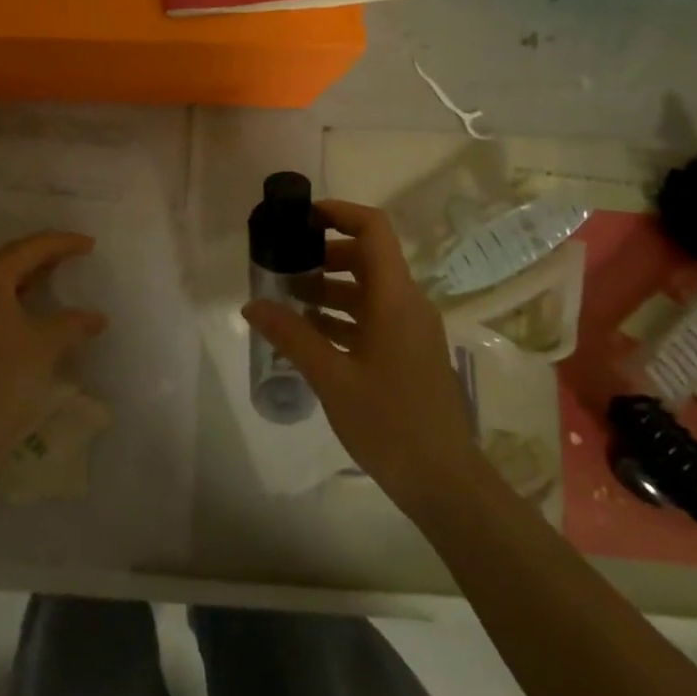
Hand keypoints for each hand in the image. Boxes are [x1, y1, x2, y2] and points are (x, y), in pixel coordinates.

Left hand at [0, 232, 107, 471]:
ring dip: (28, 272)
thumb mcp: (47, 344)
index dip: (63, 243)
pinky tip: (34, 301)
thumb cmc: (6, 377)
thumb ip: (74, 322)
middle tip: (75, 251)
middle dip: (44, 252)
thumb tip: (97, 317)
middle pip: (11, 256)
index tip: (90, 244)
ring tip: (58, 270)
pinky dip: (16, 291)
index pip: (30, 248)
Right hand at [243, 200, 480, 514]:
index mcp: (395, 298)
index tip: (302, 218)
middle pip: (366, 257)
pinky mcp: (408, 353)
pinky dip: (341, 317)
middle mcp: (407, 304)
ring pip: (367, 290)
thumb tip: (251, 305)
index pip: (373, 230)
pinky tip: (309, 334)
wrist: (445, 482)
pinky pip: (372, 318)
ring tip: (287, 299)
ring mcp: (410, 330)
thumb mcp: (333, 378)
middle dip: (324, 255)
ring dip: (329, 288)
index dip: (339, 213)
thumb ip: (292, 337)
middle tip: (283, 264)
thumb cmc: (390, 423)